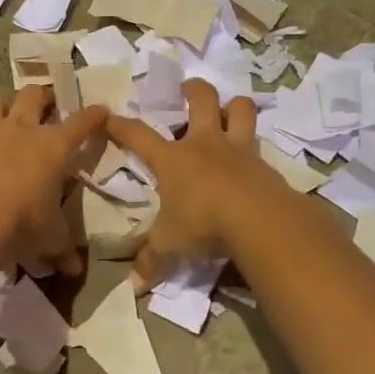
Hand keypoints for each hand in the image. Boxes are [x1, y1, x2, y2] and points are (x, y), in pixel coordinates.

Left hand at [0, 85, 107, 274]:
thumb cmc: (21, 225)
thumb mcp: (49, 239)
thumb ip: (62, 248)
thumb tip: (75, 269)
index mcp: (53, 147)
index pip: (81, 123)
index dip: (93, 116)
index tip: (100, 111)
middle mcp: (20, 130)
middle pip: (34, 94)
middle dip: (42, 96)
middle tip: (45, 105)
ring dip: (0, 105)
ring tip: (3, 117)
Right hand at [105, 80, 295, 285]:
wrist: (260, 221)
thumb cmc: (203, 223)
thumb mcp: (171, 245)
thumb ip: (152, 260)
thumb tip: (135, 285)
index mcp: (173, 158)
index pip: (138, 135)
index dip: (121, 125)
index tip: (109, 117)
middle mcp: (205, 144)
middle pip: (201, 100)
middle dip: (193, 89)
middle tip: (188, 89)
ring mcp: (239, 150)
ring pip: (241, 110)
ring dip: (235, 106)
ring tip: (230, 109)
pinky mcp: (265, 164)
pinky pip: (260, 146)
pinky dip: (255, 147)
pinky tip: (253, 161)